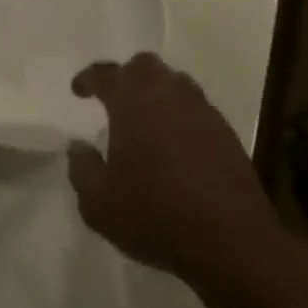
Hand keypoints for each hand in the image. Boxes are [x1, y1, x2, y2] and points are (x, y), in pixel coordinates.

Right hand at [67, 54, 276, 285]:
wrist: (230, 241)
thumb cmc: (153, 215)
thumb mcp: (98, 202)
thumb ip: (82, 168)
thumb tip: (78, 146)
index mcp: (132, 102)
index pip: (106, 74)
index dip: (88, 78)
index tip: (78, 89)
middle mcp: (169, 96)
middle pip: (145, 67)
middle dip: (126, 77)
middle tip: (113, 99)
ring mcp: (203, 112)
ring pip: (175, 84)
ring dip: (156, 94)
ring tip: (143, 121)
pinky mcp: (226, 134)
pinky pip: (196, 110)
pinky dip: (179, 117)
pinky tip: (172, 145)